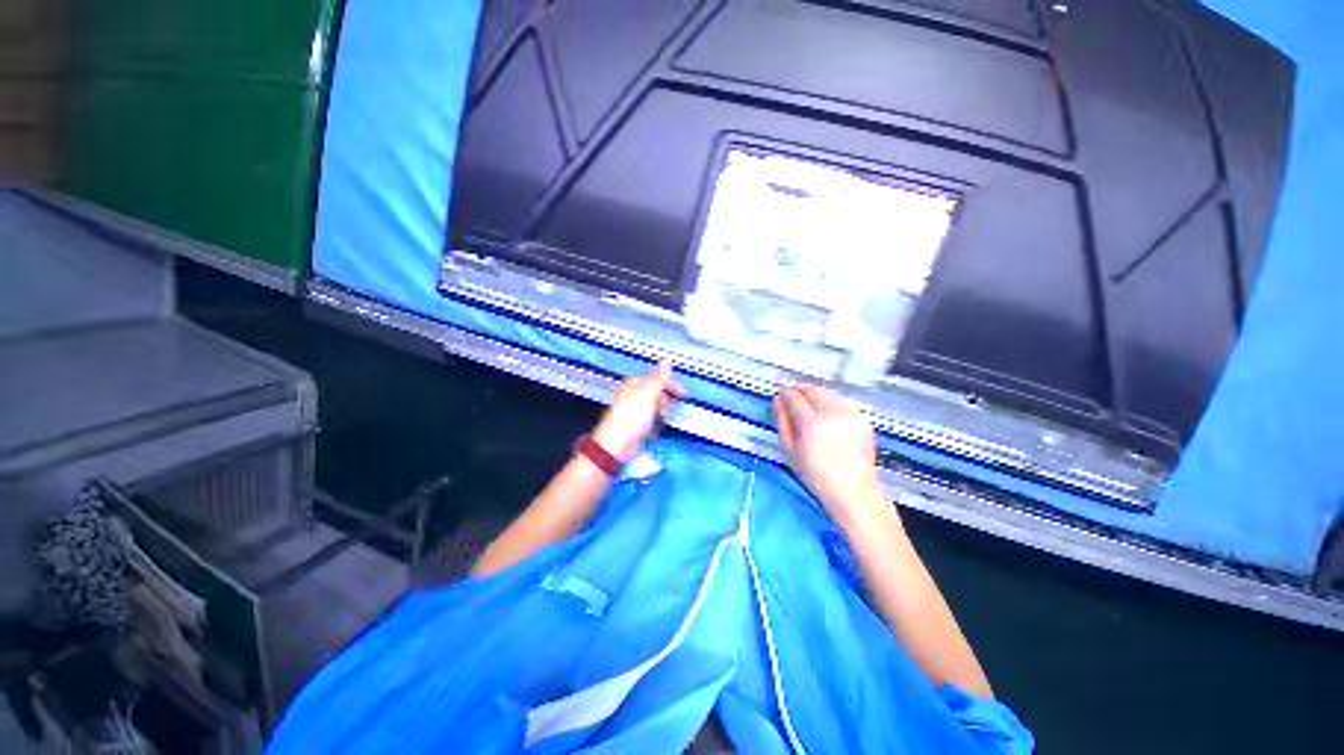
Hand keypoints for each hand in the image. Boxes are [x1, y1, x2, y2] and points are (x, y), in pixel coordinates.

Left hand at [592, 361, 683, 461]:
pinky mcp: (637, 424)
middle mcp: (634, 395)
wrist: (616, 444)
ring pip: (656, 407)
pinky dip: (656, 424)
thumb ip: (659, 379)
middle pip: (658, 393)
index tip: (682, 394)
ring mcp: (635, 410)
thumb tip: (666, 361)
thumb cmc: (629, 418)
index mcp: (635, 383)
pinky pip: (652, 420)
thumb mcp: (648, 394)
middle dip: (666, 401)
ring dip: (662, 413)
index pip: (658, 378)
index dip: (671, 385)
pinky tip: (655, 429)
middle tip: (667, 409)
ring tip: (660, 420)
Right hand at [774, 385, 888, 525]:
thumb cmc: (816, 476)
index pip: (794, 397)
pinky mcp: (863, 419)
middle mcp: (833, 414)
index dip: (785, 392)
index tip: (779, 392)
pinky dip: (831, 400)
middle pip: (813, 390)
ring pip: (828, 392)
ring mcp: (851, 415)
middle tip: (791, 392)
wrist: (853, 491)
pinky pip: (842, 401)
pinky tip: (825, 410)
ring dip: (815, 392)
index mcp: (812, 423)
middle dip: (799, 388)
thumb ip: (782, 421)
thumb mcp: (790, 450)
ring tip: (806, 400)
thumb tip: (778, 401)